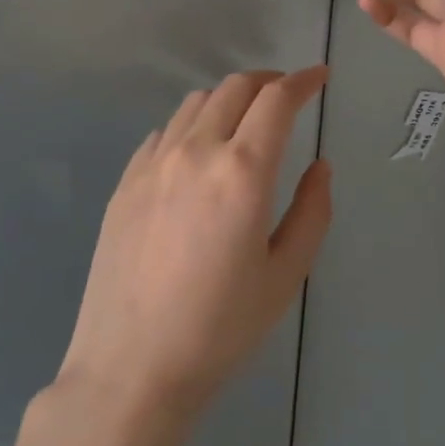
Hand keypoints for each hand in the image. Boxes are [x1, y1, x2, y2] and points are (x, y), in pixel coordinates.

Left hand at [55, 67, 332, 423]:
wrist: (131, 368)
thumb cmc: (220, 328)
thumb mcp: (285, 274)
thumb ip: (312, 211)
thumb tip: (320, 166)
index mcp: (242, 172)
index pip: (276, 100)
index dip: (303, 81)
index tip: (320, 77)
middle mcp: (195, 152)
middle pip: (234, 88)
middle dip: (268, 82)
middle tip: (288, 96)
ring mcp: (152, 165)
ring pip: (195, 103)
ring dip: (228, 99)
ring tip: (245, 122)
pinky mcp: (124, 183)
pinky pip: (164, 133)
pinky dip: (192, 125)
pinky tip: (198, 154)